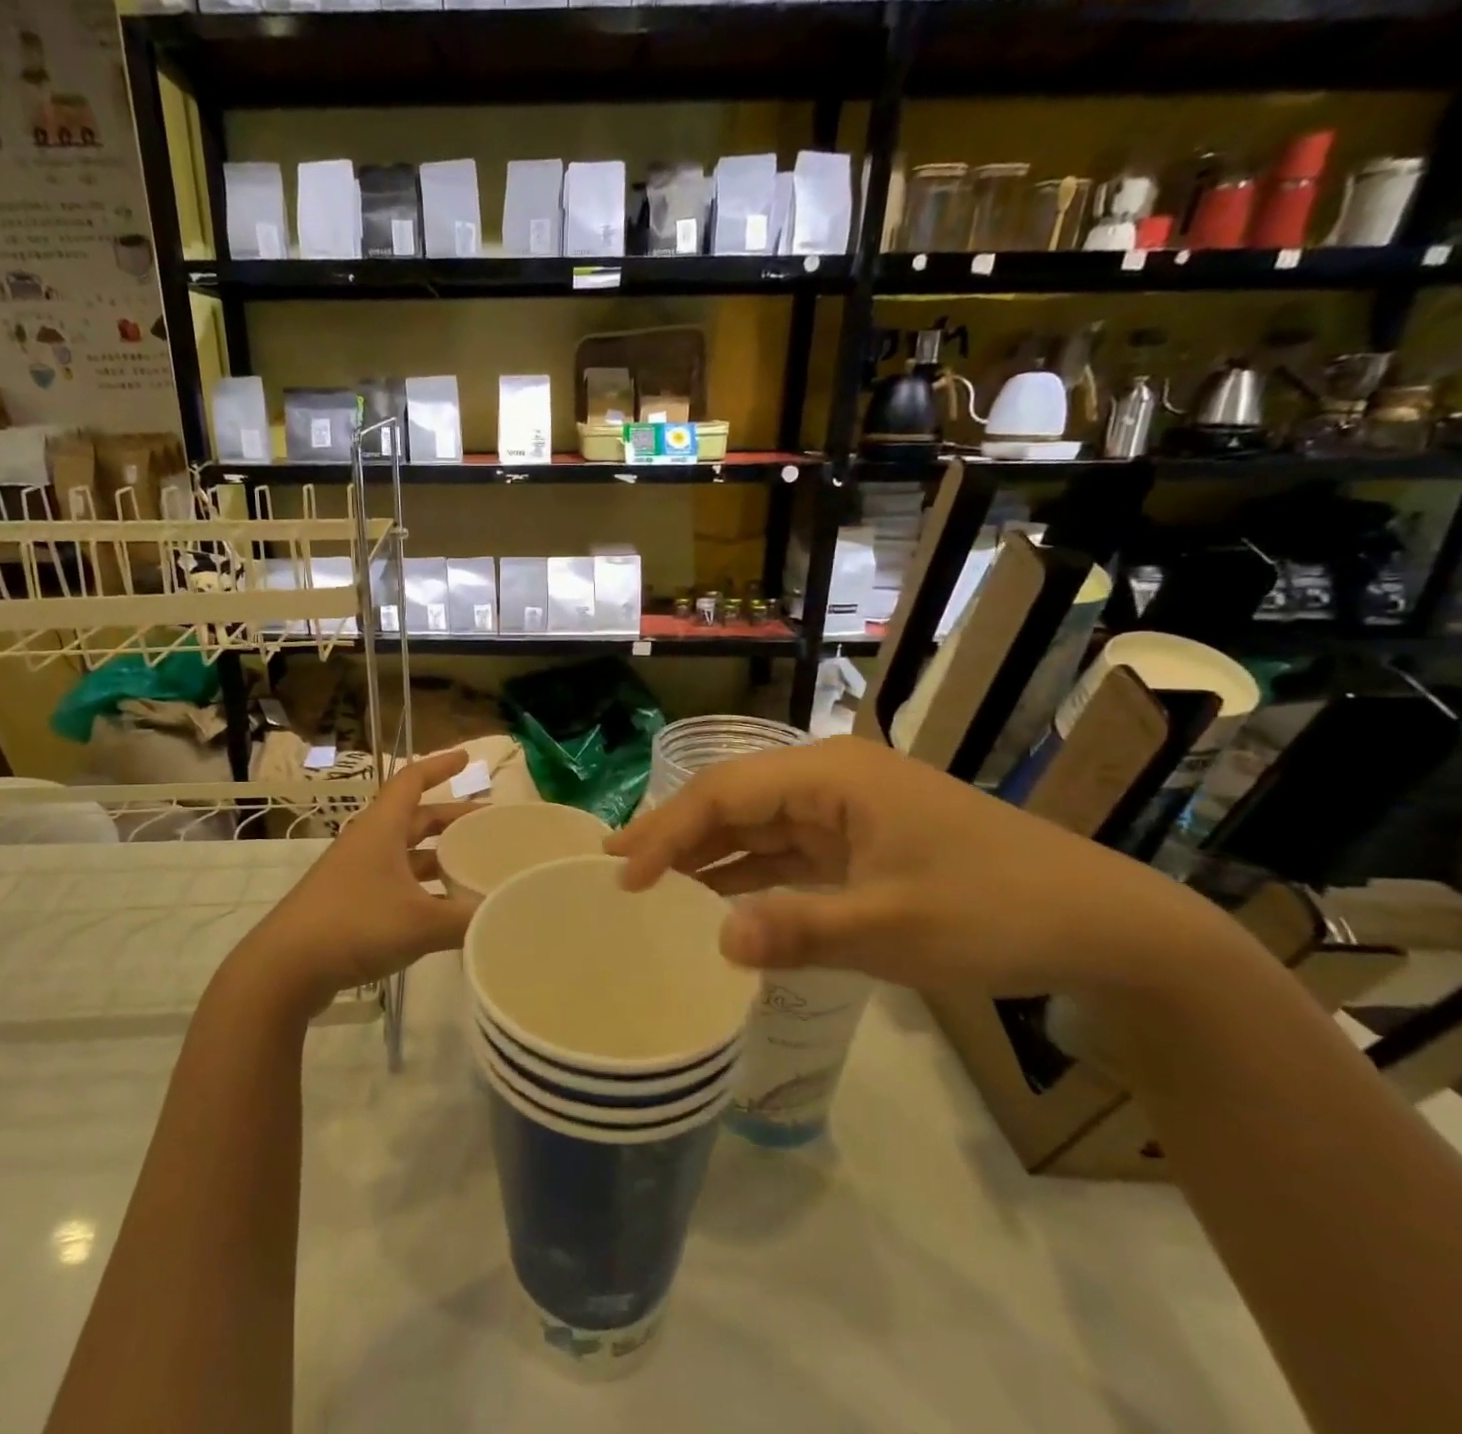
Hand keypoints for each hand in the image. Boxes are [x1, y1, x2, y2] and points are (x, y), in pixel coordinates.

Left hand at [235, 750, 478, 1018]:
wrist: (284, 968)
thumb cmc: (354, 925)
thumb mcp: (420, 922)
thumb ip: (469, 919)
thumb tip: (509, 912)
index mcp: (382, 828)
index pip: (412, 780)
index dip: (439, 766)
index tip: (467, 758)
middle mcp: (369, 843)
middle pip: (416, 819)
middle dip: (451, 818)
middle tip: (488, 826)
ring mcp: (357, 874)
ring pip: (406, 854)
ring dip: (439, 856)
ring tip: (475, 867)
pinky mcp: (350, 904)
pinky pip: (396, 883)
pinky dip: (423, 888)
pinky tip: (445, 910)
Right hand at [607, 735, 1255, 1001]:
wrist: (1105, 926)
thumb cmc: (999, 912)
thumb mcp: (897, 929)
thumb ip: (802, 932)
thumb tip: (718, 944)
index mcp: (831, 776)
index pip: (726, 793)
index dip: (668, 831)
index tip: (624, 877)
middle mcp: (830, 781)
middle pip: (732, 800)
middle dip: (674, 833)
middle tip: (614, 866)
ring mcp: (844, 812)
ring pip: (755, 826)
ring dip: (705, 854)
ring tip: (647, 881)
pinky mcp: (859, 844)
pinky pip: (785, 853)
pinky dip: (746, 875)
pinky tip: (713, 899)